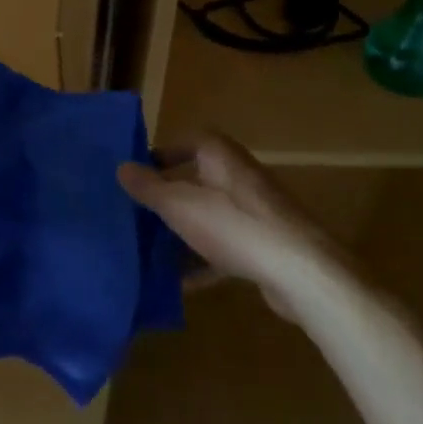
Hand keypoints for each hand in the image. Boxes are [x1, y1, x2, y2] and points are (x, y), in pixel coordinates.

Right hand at [118, 134, 335, 319]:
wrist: (301, 271)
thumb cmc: (234, 225)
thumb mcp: (180, 205)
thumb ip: (149, 188)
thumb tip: (121, 167)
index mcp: (219, 154)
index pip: (185, 141)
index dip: (160, 155)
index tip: (137, 174)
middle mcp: (238, 174)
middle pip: (195, 179)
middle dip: (167, 198)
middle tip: (137, 214)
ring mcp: (254, 210)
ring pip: (209, 214)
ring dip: (183, 231)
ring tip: (150, 250)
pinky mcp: (264, 243)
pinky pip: (225, 244)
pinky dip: (203, 259)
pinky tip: (180, 283)